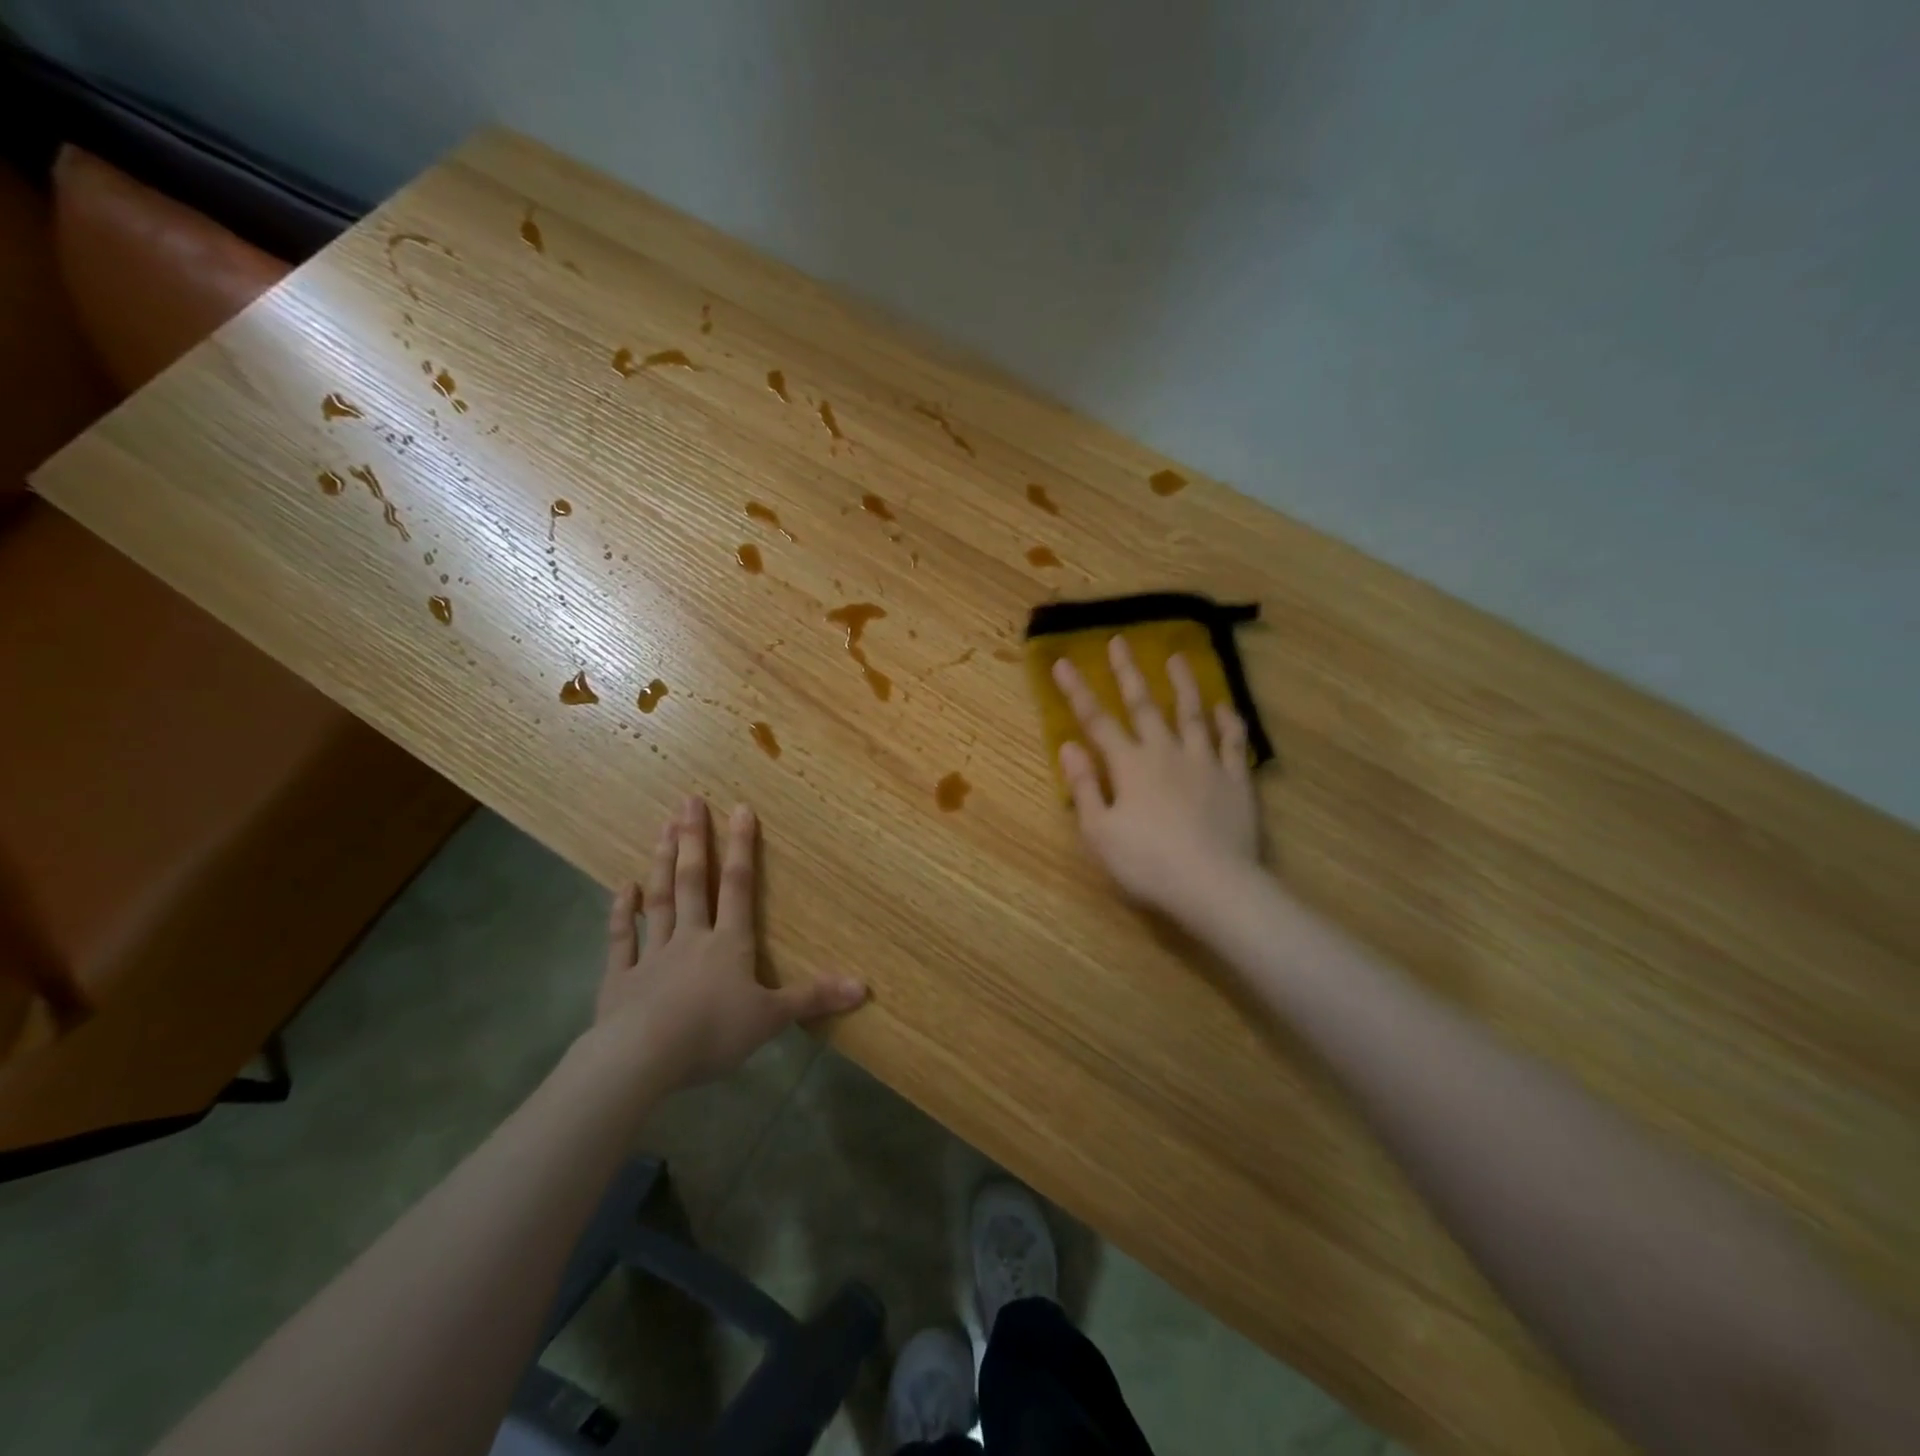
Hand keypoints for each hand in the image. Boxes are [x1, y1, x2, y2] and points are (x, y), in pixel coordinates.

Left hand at [589, 795, 865, 1092]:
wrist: (643, 1057)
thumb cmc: (713, 1033)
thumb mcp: (772, 1018)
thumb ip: (813, 998)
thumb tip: (864, 986)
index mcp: (729, 944)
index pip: (739, 886)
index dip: (742, 847)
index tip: (740, 808)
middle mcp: (691, 938)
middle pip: (693, 882)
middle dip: (693, 840)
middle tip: (687, 800)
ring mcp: (652, 954)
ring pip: (659, 901)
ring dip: (661, 864)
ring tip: (661, 828)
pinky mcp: (621, 978)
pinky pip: (620, 938)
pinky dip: (620, 912)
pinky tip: (622, 887)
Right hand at [1053, 637, 1260, 920]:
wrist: (1213, 884)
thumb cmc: (1147, 863)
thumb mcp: (1099, 832)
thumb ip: (1085, 786)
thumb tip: (1069, 746)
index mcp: (1129, 765)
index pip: (1096, 721)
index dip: (1077, 691)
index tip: (1063, 662)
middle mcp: (1165, 752)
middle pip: (1144, 705)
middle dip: (1128, 672)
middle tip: (1120, 640)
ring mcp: (1204, 763)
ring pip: (1192, 714)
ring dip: (1183, 684)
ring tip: (1177, 657)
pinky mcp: (1236, 780)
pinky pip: (1233, 742)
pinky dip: (1229, 721)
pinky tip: (1226, 707)